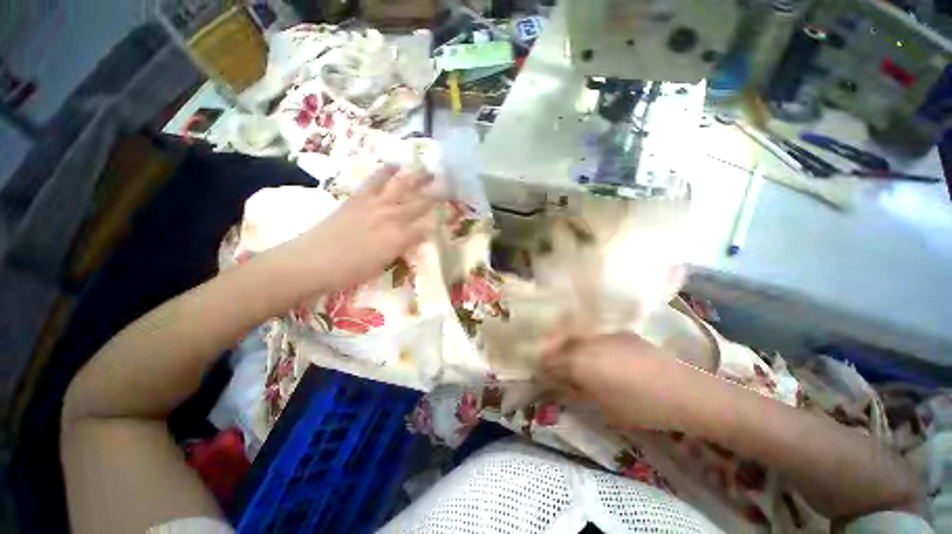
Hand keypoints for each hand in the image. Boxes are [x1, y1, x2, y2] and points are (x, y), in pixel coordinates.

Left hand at [286, 166, 437, 292]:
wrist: (310, 262)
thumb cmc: (350, 271)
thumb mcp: (383, 264)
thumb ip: (402, 247)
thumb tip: (416, 237)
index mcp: (400, 238)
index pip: (428, 225)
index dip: (442, 218)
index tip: (452, 211)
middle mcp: (391, 217)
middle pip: (420, 203)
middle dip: (437, 194)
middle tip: (450, 185)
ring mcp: (374, 204)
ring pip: (401, 186)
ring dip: (417, 178)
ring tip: (428, 170)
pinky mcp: (358, 198)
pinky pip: (375, 180)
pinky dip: (386, 171)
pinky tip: (394, 165)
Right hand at [541, 333, 695, 431]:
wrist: (684, 391)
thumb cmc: (640, 406)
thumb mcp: (602, 407)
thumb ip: (575, 391)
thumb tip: (559, 384)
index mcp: (578, 361)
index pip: (548, 361)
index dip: (541, 369)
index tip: (539, 377)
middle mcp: (585, 341)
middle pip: (556, 343)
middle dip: (549, 354)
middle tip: (551, 368)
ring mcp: (602, 333)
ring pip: (572, 336)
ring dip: (565, 346)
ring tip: (570, 360)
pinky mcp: (617, 331)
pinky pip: (590, 335)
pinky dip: (584, 343)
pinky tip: (593, 354)